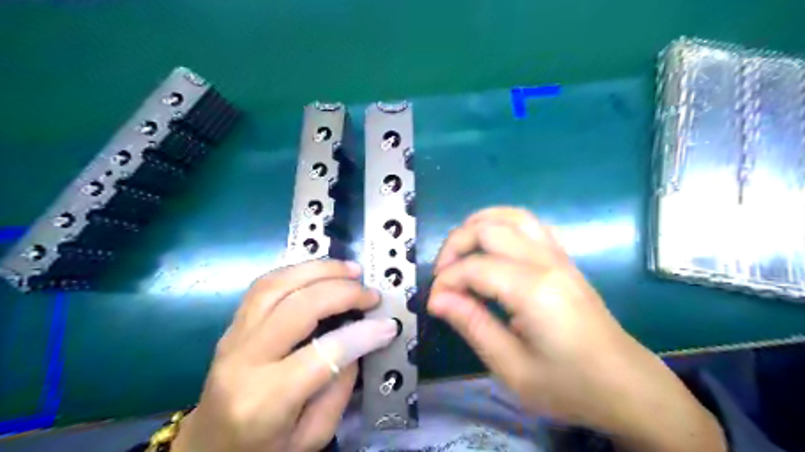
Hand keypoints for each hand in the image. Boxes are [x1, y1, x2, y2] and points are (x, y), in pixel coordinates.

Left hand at [173, 259, 398, 451]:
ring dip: (319, 270)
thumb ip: (339, 388)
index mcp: (265, 400)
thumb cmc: (263, 450)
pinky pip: (264, 285)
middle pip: (298, 308)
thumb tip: (358, 340)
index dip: (361, 335)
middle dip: (343, 293)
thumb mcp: (312, 436)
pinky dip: (296, 271)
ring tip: (350, 270)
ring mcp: (232, 337)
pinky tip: (319, 271)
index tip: (388, 325)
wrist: (206, 448)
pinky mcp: (232, 325)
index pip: (322, 354)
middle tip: (371, 294)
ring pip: (276, 285)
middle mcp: (244, 361)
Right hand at [431, 206, 727, 450]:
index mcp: (534, 291)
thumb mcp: (512, 368)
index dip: (446, 282)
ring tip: (460, 251)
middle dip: (455, 245)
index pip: (475, 268)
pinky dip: (502, 225)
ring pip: (511, 216)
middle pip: (489, 229)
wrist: (627, 386)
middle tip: (443, 275)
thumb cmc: (570, 385)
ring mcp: (559, 256)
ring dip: (478, 225)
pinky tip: (491, 247)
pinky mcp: (564, 259)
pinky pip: (529, 225)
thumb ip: (473, 325)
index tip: (434, 304)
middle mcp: (546, 262)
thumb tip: (438, 298)